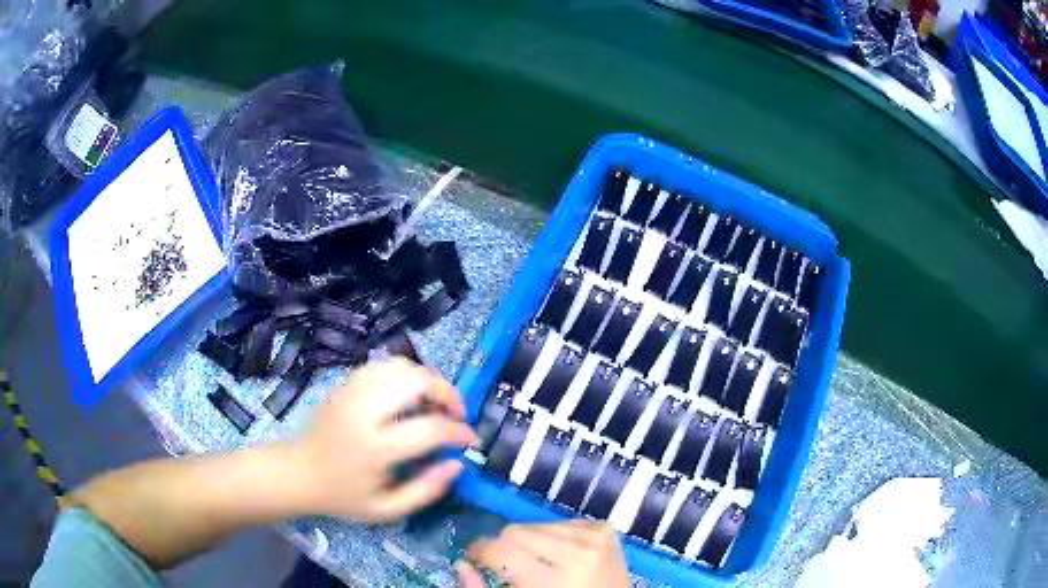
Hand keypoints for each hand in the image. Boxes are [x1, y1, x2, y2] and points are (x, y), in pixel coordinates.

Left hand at [292, 357, 477, 522]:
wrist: (299, 473)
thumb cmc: (343, 495)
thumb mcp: (386, 510)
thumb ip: (426, 491)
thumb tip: (457, 464)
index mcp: (375, 448)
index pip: (430, 429)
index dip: (460, 432)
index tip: (471, 441)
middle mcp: (363, 411)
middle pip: (417, 381)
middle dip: (448, 393)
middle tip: (456, 414)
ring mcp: (351, 391)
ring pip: (400, 365)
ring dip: (426, 379)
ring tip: (434, 402)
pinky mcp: (344, 384)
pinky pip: (381, 365)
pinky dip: (404, 373)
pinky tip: (408, 393)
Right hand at [457, 521, 629, 586]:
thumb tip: (462, 563)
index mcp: (552, 581)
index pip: (501, 550)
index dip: (479, 551)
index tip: (474, 557)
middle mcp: (577, 554)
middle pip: (515, 531)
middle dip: (504, 546)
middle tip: (507, 564)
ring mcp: (596, 538)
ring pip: (536, 524)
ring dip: (529, 541)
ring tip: (538, 563)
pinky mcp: (606, 529)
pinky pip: (561, 522)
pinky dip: (553, 537)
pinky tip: (561, 556)